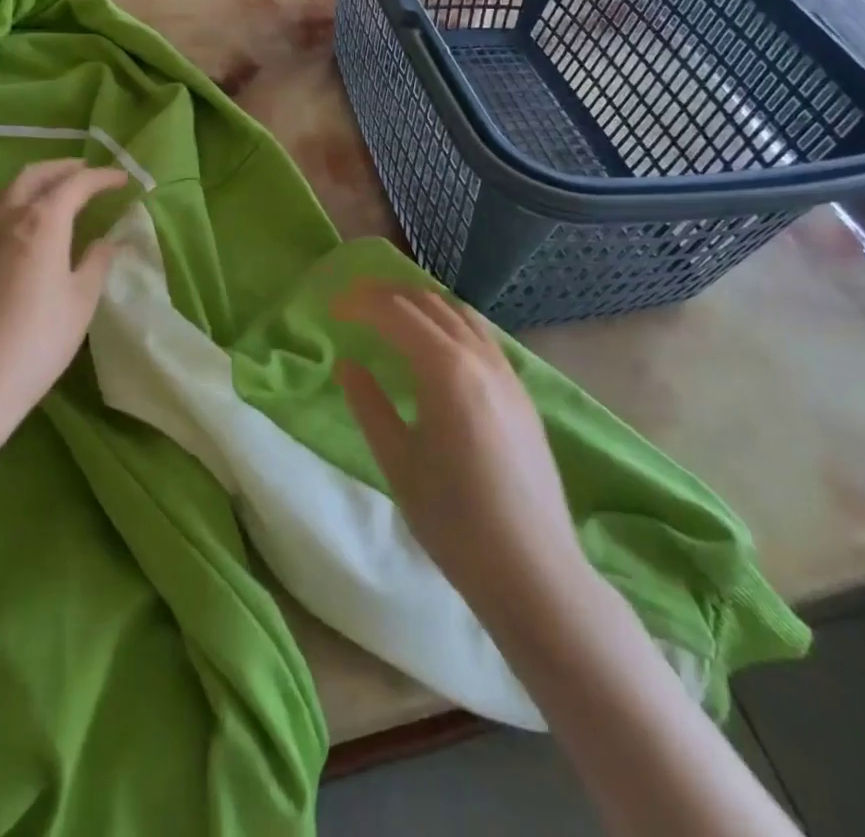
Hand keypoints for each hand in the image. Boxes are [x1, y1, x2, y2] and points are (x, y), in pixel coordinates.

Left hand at [0, 160, 129, 430]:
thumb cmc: (38, 340)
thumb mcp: (81, 301)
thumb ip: (96, 263)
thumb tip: (107, 242)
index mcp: (41, 222)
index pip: (75, 184)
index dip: (101, 178)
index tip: (122, 180)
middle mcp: (5, 218)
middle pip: (33, 175)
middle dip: (62, 168)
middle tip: (85, 171)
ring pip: (4, 191)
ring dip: (32, 182)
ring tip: (52, 190)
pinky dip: (11, 204)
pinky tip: (19, 226)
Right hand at [332, 280, 587, 624]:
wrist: (533, 570)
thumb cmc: (455, 522)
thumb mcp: (398, 463)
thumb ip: (369, 405)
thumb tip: (348, 364)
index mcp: (446, 370)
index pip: (395, 313)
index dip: (360, 304)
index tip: (331, 309)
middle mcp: (480, 357)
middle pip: (428, 303)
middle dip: (387, 294)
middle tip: (353, 303)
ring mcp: (507, 372)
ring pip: (460, 313)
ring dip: (420, 303)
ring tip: (390, 314)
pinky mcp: (521, 391)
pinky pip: (480, 334)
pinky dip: (449, 322)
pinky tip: (436, 346)